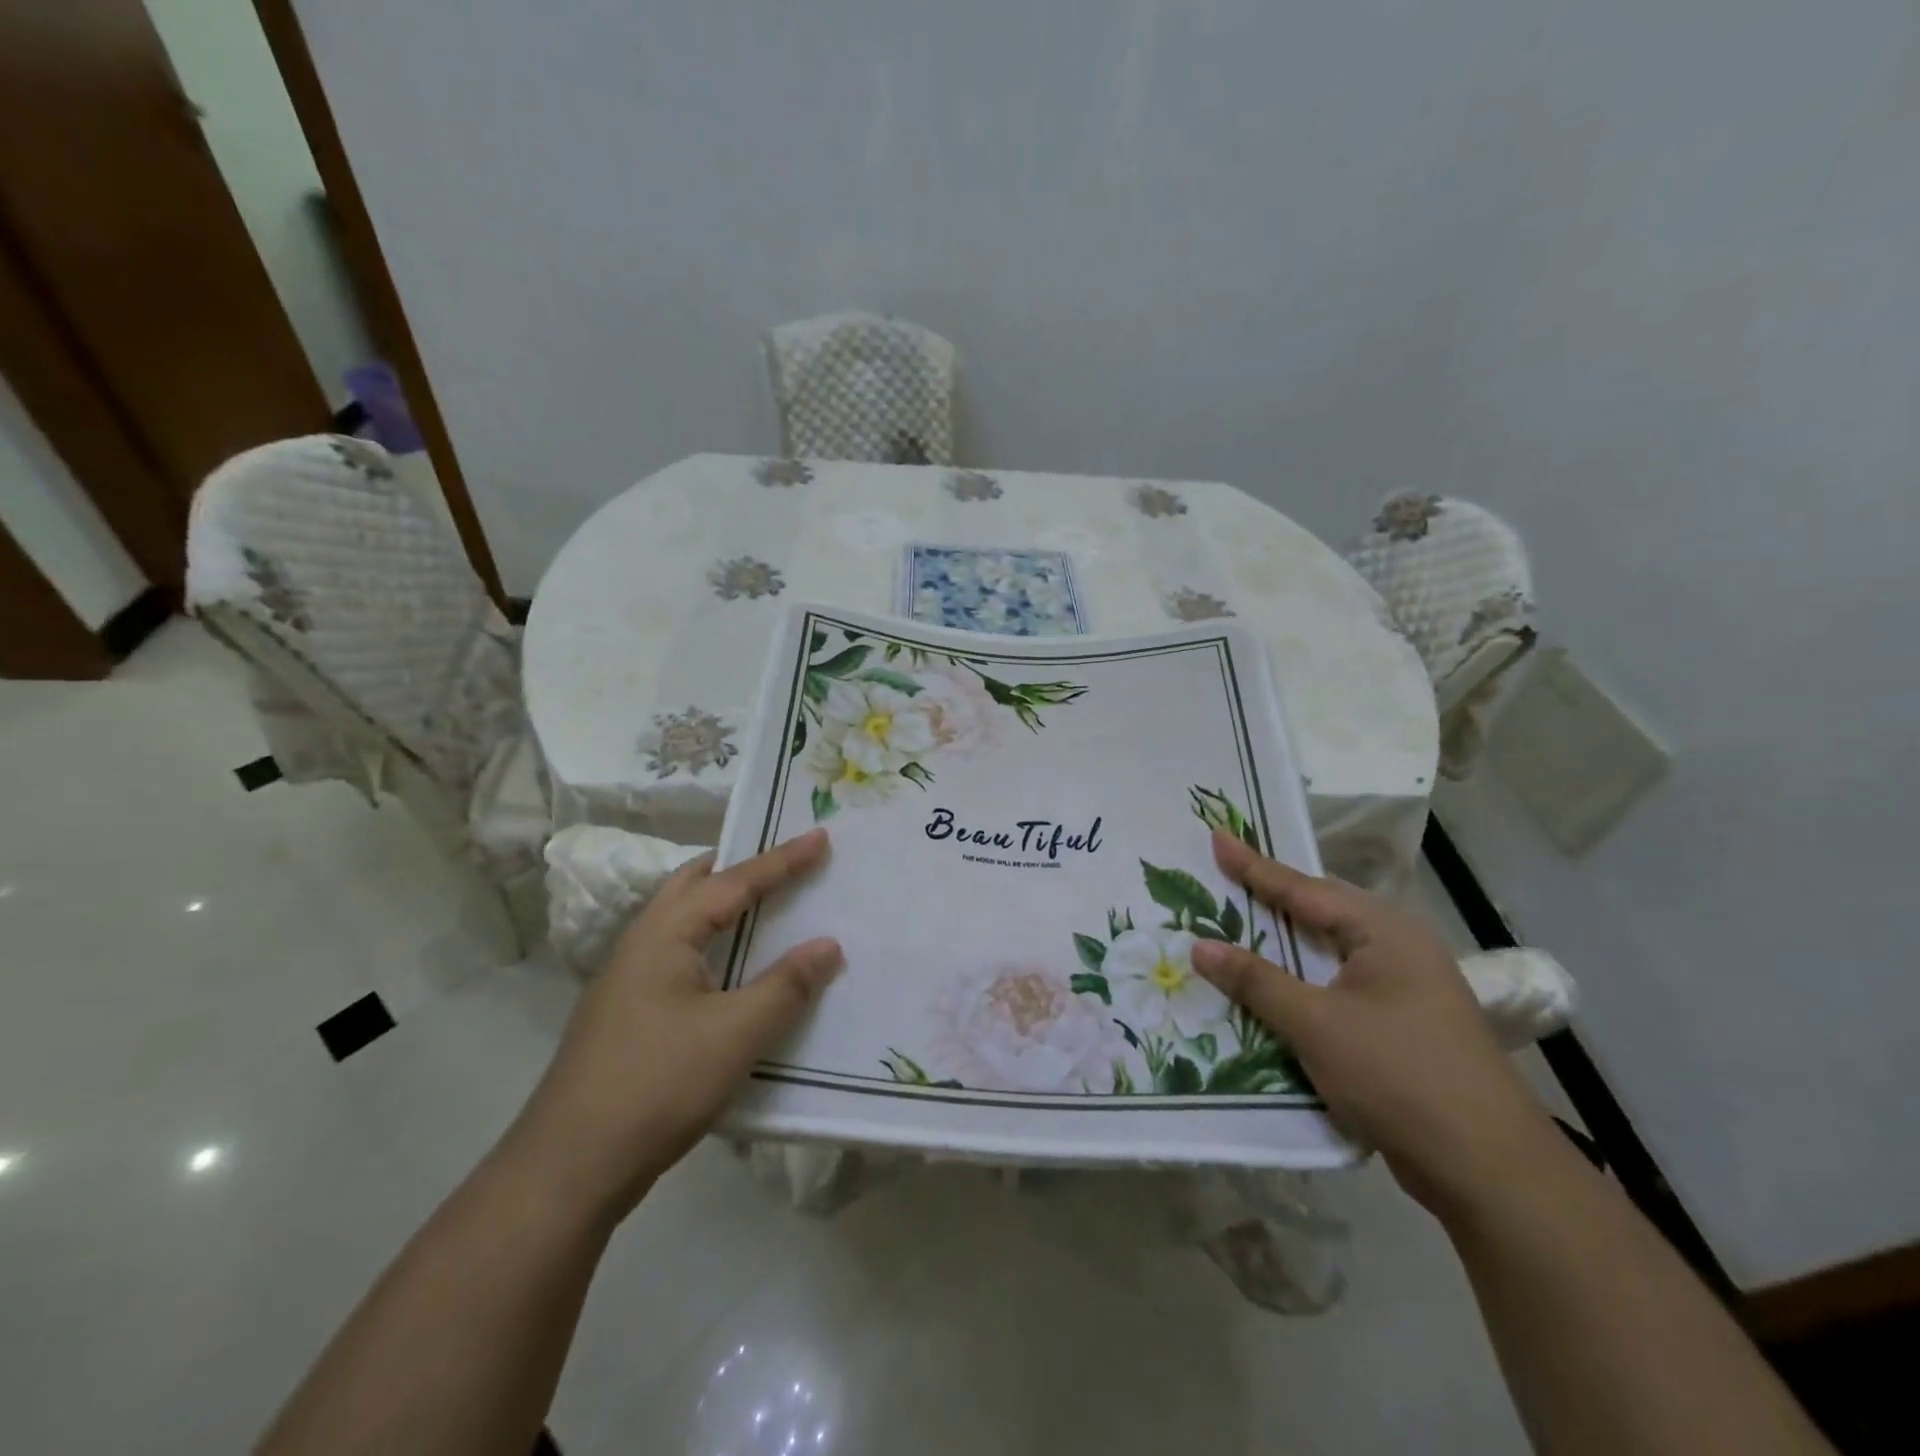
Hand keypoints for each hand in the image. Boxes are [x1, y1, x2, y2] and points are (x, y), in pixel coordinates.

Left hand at [509, 830, 841, 1223]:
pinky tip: (736, 973)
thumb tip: (828, 944)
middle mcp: (642, 944)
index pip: (734, 881)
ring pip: (684, 921)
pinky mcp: (630, 1015)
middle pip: (695, 885)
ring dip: (726, 907)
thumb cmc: (656, 1085)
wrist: (567, 1169)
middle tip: (785, 863)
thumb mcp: (735, 1035)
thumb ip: (786, 986)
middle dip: (741, 867)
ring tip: (768, 908)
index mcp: (664, 934)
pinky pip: (682, 956)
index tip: (821, 836)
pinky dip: (717, 945)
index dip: (782, 859)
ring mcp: (629, 981)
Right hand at [1190, 831, 1558, 1220]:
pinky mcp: (1402, 1024)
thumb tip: (1200, 946)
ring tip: (1239, 923)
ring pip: (1329, 951)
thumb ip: (1256, 980)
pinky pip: (1337, 985)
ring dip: (1284, 942)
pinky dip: (1301, 980)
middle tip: (1225, 875)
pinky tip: (1274, 987)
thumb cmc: (1398, 1075)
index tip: (1217, 837)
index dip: (1254, 865)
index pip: (1303, 888)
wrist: (1488, 1169)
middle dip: (1271, 896)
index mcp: (1383, 931)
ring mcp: (1404, 988)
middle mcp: (1397, 948)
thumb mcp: (1316, 1024)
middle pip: (1320, 911)